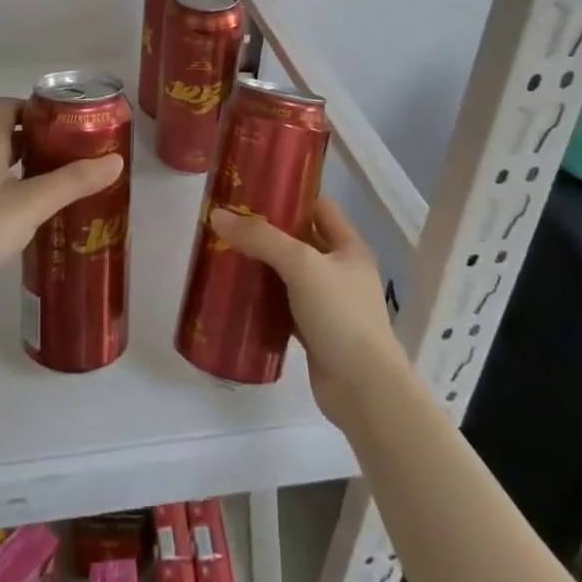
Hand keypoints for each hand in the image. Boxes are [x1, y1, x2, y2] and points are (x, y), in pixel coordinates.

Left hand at [0, 97, 122, 311]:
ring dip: (31, 169)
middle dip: (41, 140)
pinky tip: (39, 216)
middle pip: (8, 136)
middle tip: (76, 153)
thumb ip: (72, 181)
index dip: (35, 107)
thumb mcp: (31, 202)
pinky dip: (19, 194)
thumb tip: (115, 160)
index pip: (7, 107)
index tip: (66, 120)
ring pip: (3, 167)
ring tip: (66, 183)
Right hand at [209, 197, 410, 428]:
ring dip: (264, 266)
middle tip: (231, 221)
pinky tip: (238, 294)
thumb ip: (260, 238)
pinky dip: (264, 300)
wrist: (364, 390)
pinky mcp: (315, 333)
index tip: (254, 190)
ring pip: (290, 274)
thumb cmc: (340, 315)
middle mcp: (341, 271)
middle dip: (269, 231)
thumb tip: (217, 216)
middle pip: (302, 240)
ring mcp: (329, 304)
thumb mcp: (301, 265)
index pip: (319, 207)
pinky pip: (284, 306)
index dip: (291, 195)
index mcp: (349, 247)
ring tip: (227, 252)